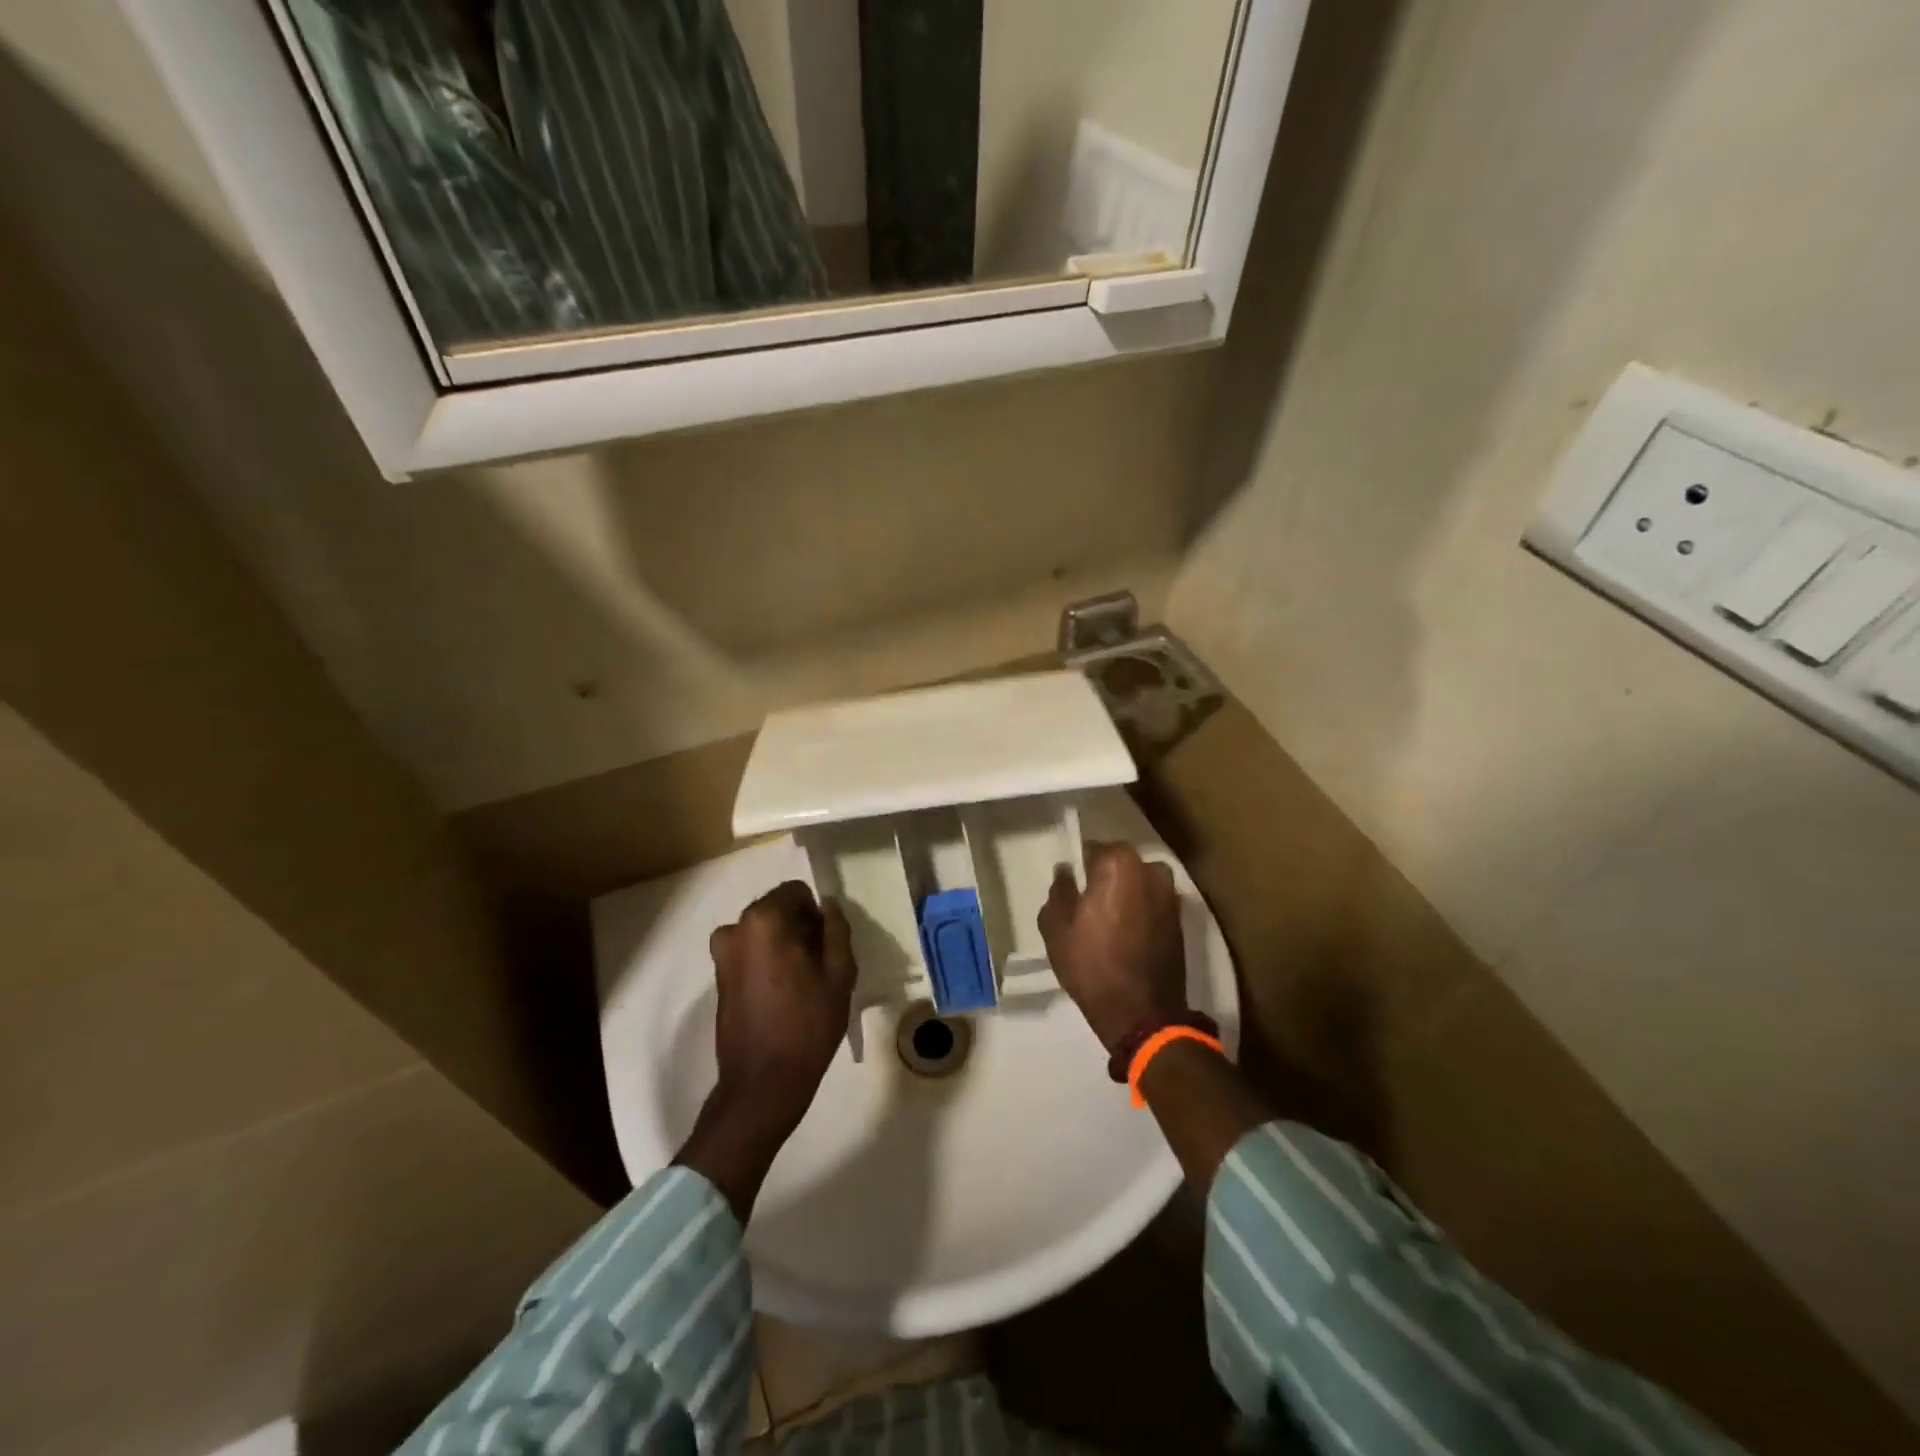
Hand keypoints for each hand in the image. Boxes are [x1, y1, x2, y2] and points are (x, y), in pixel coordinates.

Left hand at [709, 880, 856, 1132]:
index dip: (817, 914)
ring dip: (783, 945)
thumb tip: (827, 905)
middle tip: (819, 965)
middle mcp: (735, 929)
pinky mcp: (718, 979)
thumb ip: (837, 929)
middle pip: (777, 910)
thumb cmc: (807, 1024)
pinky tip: (783, 995)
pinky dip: (767, 962)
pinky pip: (750, 953)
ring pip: (764, 933)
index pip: (796, 892)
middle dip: (800, 928)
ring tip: (802, 983)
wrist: (763, 1084)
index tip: (827, 945)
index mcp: (764, 921)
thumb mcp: (839, 973)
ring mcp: (722, 955)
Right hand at [1038, 842, 1187, 1054]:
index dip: (1082, 866)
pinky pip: (1154, 903)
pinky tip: (1128, 933)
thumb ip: (1059, 891)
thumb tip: (1066, 870)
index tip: (1074, 884)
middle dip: (1107, 876)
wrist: (1141, 1013)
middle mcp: (1150, 870)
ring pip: (1140, 882)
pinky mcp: (1181, 920)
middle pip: (1121, 863)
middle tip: (1089, 902)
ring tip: (1111, 919)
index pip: (1094, 848)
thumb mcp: (1056, 928)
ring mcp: (1170, 895)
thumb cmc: (1091, 965)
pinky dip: (1142, 911)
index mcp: (1117, 864)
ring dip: (1127, 892)